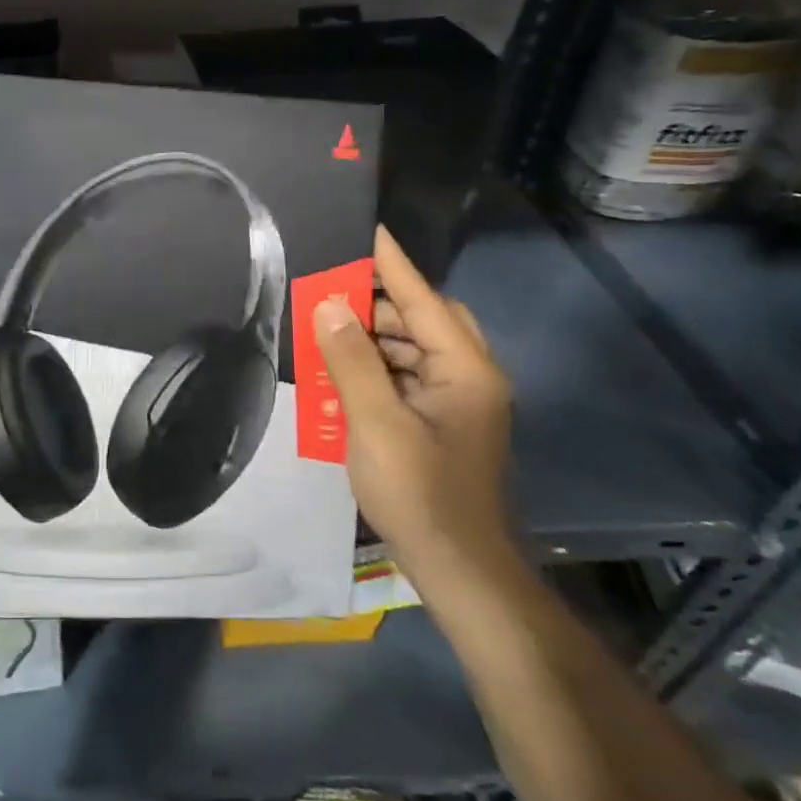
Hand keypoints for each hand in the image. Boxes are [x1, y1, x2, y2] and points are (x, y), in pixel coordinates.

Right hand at [313, 225, 513, 581]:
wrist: (461, 572)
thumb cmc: (420, 494)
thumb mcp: (376, 424)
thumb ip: (352, 361)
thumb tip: (329, 305)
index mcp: (465, 370)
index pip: (423, 299)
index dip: (392, 263)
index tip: (367, 228)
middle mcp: (471, 378)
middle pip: (425, 320)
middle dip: (379, 304)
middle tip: (331, 293)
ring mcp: (461, 403)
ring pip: (417, 349)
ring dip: (376, 338)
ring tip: (328, 331)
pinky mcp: (446, 424)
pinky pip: (411, 377)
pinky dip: (380, 368)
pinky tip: (344, 374)